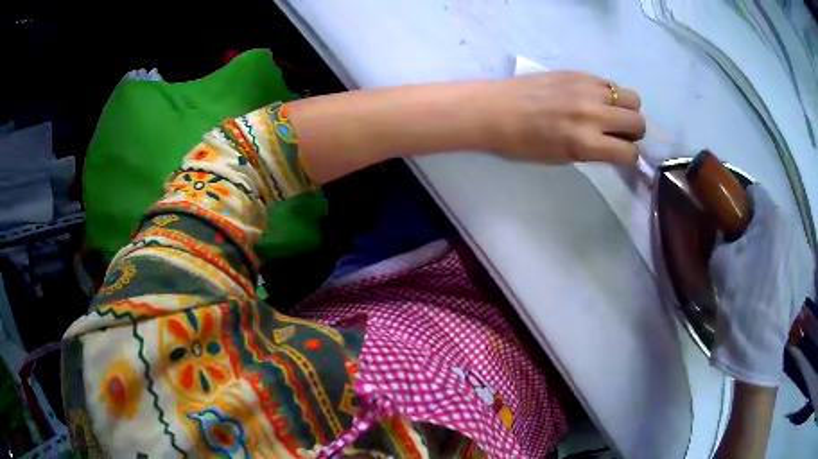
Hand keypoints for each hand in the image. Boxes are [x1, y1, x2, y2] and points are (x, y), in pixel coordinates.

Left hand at [485, 72, 645, 163]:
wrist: (495, 109)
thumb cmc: (522, 143)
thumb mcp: (562, 158)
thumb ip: (593, 151)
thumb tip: (615, 146)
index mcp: (585, 143)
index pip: (630, 152)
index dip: (628, 156)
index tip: (621, 154)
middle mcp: (592, 114)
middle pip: (638, 122)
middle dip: (633, 132)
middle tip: (618, 133)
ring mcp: (587, 89)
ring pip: (631, 98)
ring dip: (626, 109)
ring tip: (609, 113)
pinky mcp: (578, 73)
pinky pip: (610, 83)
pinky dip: (610, 93)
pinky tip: (594, 98)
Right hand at [709, 185, 814, 386]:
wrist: (759, 345)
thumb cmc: (740, 299)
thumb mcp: (720, 264)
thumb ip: (724, 237)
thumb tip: (728, 232)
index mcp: (769, 215)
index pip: (755, 192)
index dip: (744, 206)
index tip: (738, 226)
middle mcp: (791, 223)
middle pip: (773, 217)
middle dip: (763, 231)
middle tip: (752, 259)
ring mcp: (802, 247)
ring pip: (786, 237)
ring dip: (777, 248)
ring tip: (768, 278)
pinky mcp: (807, 270)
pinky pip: (796, 256)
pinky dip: (788, 265)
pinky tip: (781, 288)